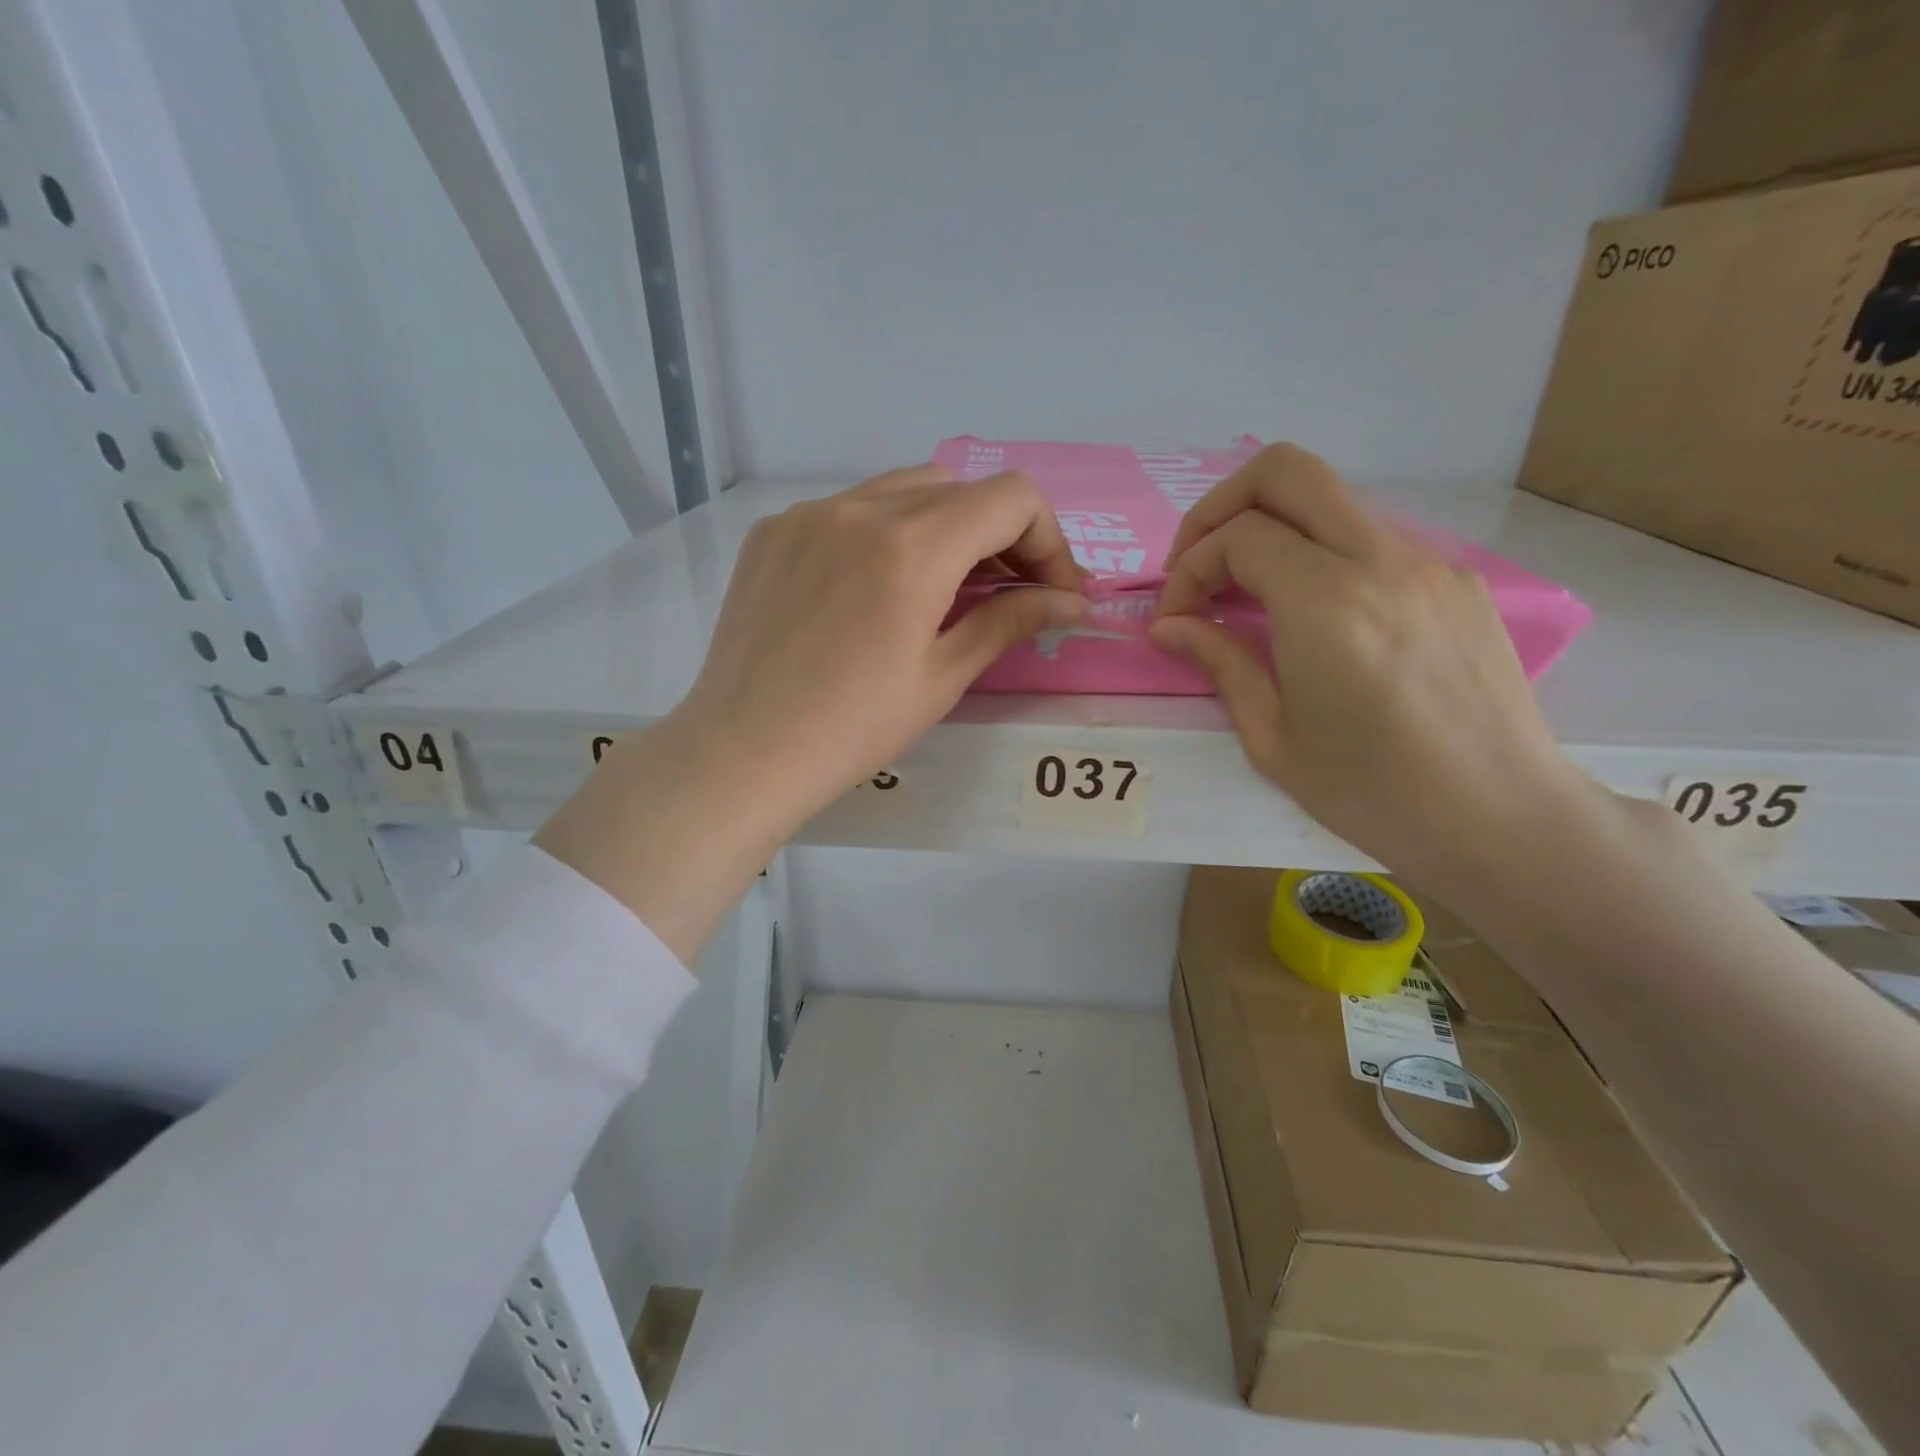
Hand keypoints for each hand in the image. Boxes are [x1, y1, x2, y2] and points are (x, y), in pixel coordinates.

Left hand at [672, 463, 1086, 822]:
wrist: (743, 752)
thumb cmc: (853, 729)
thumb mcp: (942, 678)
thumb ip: (1010, 621)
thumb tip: (1071, 602)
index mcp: (912, 547)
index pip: (1011, 498)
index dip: (1048, 539)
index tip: (1051, 590)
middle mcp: (859, 508)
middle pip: (961, 488)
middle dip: (1000, 533)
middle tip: (1006, 591)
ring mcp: (808, 513)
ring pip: (903, 490)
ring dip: (943, 526)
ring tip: (944, 586)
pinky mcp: (773, 531)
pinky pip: (848, 508)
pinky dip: (883, 533)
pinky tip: (874, 587)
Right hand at [1149, 444, 1595, 890]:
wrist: (1503, 819)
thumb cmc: (1373, 794)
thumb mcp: (1272, 739)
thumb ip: (1219, 663)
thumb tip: (1169, 626)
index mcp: (1328, 606)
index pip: (1239, 536)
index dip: (1190, 569)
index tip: (1175, 620)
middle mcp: (1382, 563)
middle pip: (1287, 471)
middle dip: (1221, 507)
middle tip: (1198, 565)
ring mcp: (1427, 564)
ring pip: (1330, 499)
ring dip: (1270, 529)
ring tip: (1246, 596)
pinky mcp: (1454, 581)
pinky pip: (1369, 539)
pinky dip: (1318, 555)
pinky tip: (1312, 619)